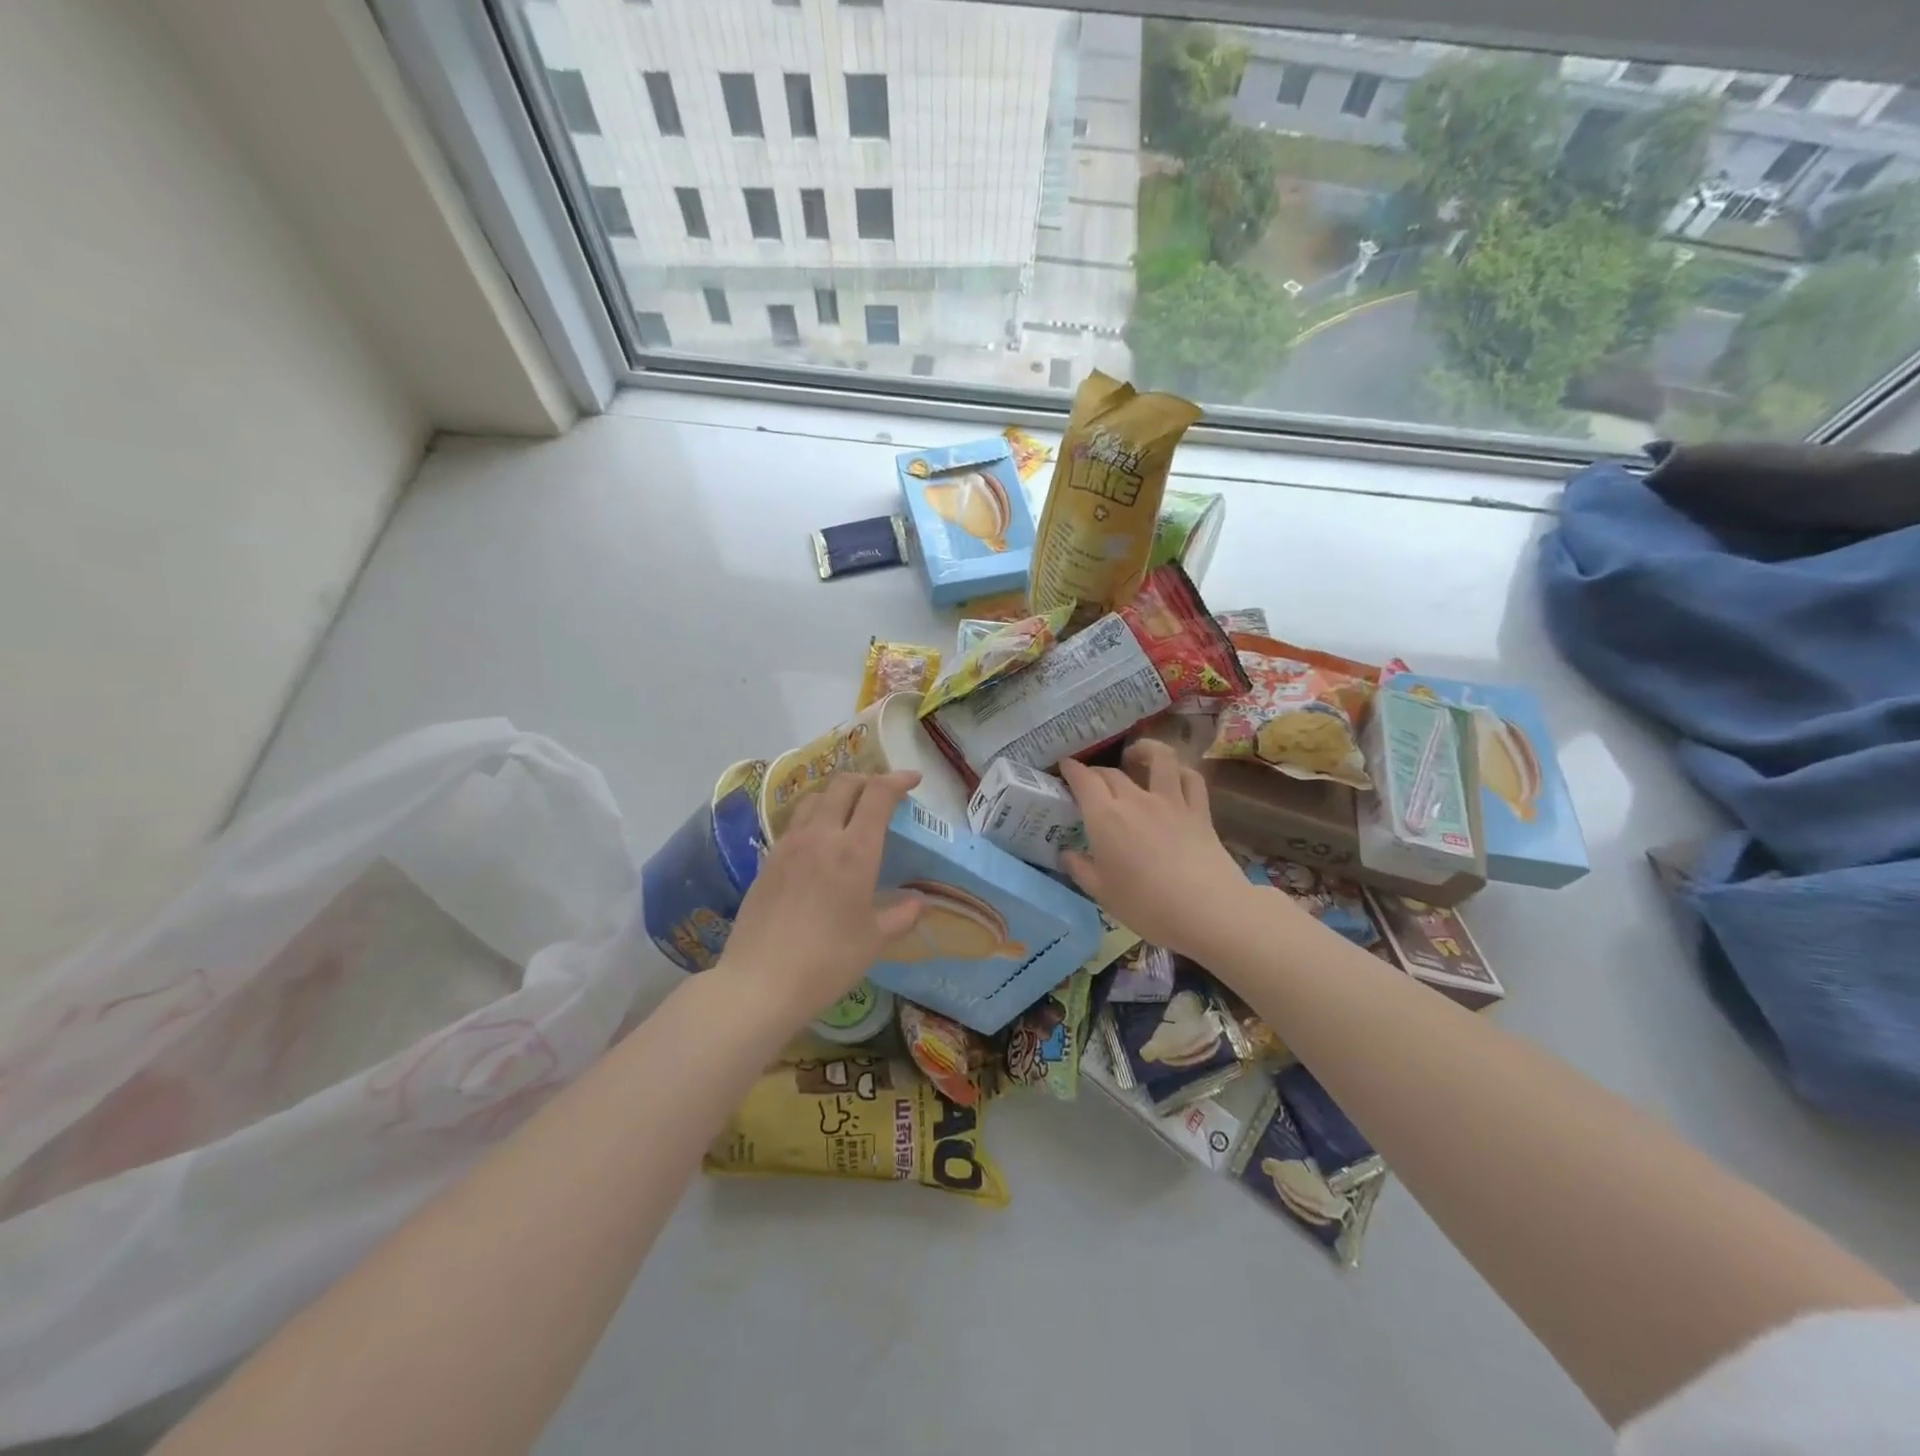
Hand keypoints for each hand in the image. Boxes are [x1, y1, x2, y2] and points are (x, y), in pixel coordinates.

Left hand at [717, 771, 924, 1023]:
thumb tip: (920, 903)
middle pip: (843, 785)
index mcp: (855, 851)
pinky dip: (814, 819)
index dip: (898, 780)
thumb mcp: (874, 941)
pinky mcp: (767, 861)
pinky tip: (818, 844)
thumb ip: (900, 916)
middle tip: (883, 794)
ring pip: (814, 799)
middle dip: (867, 780)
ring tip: (849, 812)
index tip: (913, 780)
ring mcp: (789, 846)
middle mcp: (821, 836)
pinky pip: (795, 824)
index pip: (878, 795)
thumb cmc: (828, 962)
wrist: (760, 983)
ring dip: (837, 795)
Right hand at [1058, 741, 1259, 958]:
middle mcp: (1135, 800)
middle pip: (1112, 772)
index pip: (1084, 780)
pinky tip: (1174, 776)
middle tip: (1090, 781)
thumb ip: (1080, 869)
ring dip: (1144, 750)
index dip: (1072, 769)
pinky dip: (1180, 770)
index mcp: (1105, 817)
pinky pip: (1191, 779)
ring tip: (1135, 756)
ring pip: (1159, 759)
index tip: (1065, 767)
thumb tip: (1066, 854)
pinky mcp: (1199, 811)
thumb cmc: (1146, 905)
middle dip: (1096, 771)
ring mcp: (1171, 801)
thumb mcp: (1102, 893)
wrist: (1206, 910)